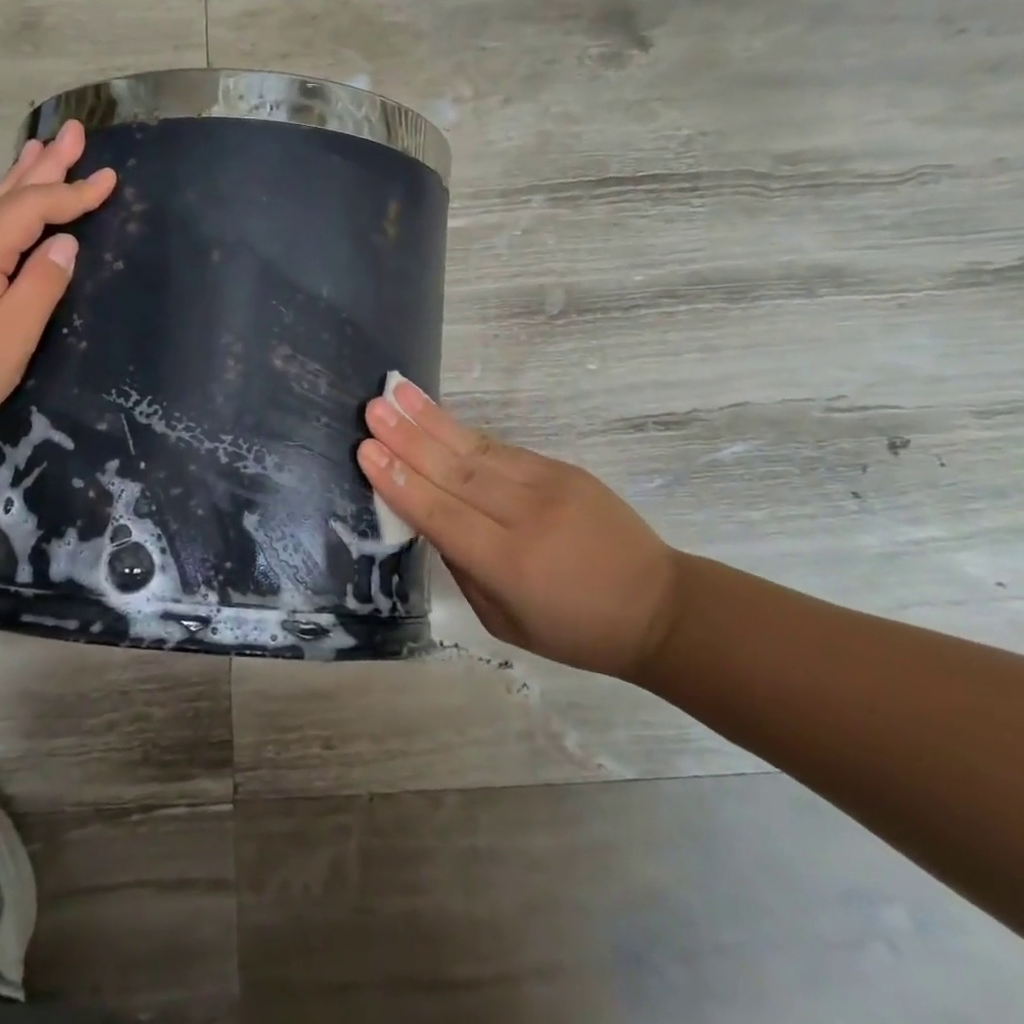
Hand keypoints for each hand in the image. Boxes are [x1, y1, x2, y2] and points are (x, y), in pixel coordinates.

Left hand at [0, 122, 116, 441]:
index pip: (34, 208)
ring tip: (39, 148)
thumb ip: (42, 283)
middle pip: (9, 193)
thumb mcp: (12, 333)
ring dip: (21, 176)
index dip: (74, 193)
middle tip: (73, 131)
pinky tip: (7, 204)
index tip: (110, 178)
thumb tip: (66, 243)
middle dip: (45, 163)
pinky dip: (4, 203)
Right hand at [359, 378, 681, 680]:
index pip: (443, 515)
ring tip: (397, 393)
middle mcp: (526, 517)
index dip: (401, 483)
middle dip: (407, 438)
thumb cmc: (575, 629)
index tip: (366, 451)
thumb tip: (432, 520)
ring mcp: (548, 486)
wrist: (658, 606)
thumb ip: (464, 568)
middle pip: (455, 471)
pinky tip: (436, 416)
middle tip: (372, 409)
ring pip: (477, 448)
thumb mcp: (505, 620)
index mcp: (510, 564)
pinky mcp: (563, 469)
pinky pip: (503, 448)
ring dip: (431, 420)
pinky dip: (464, 432)